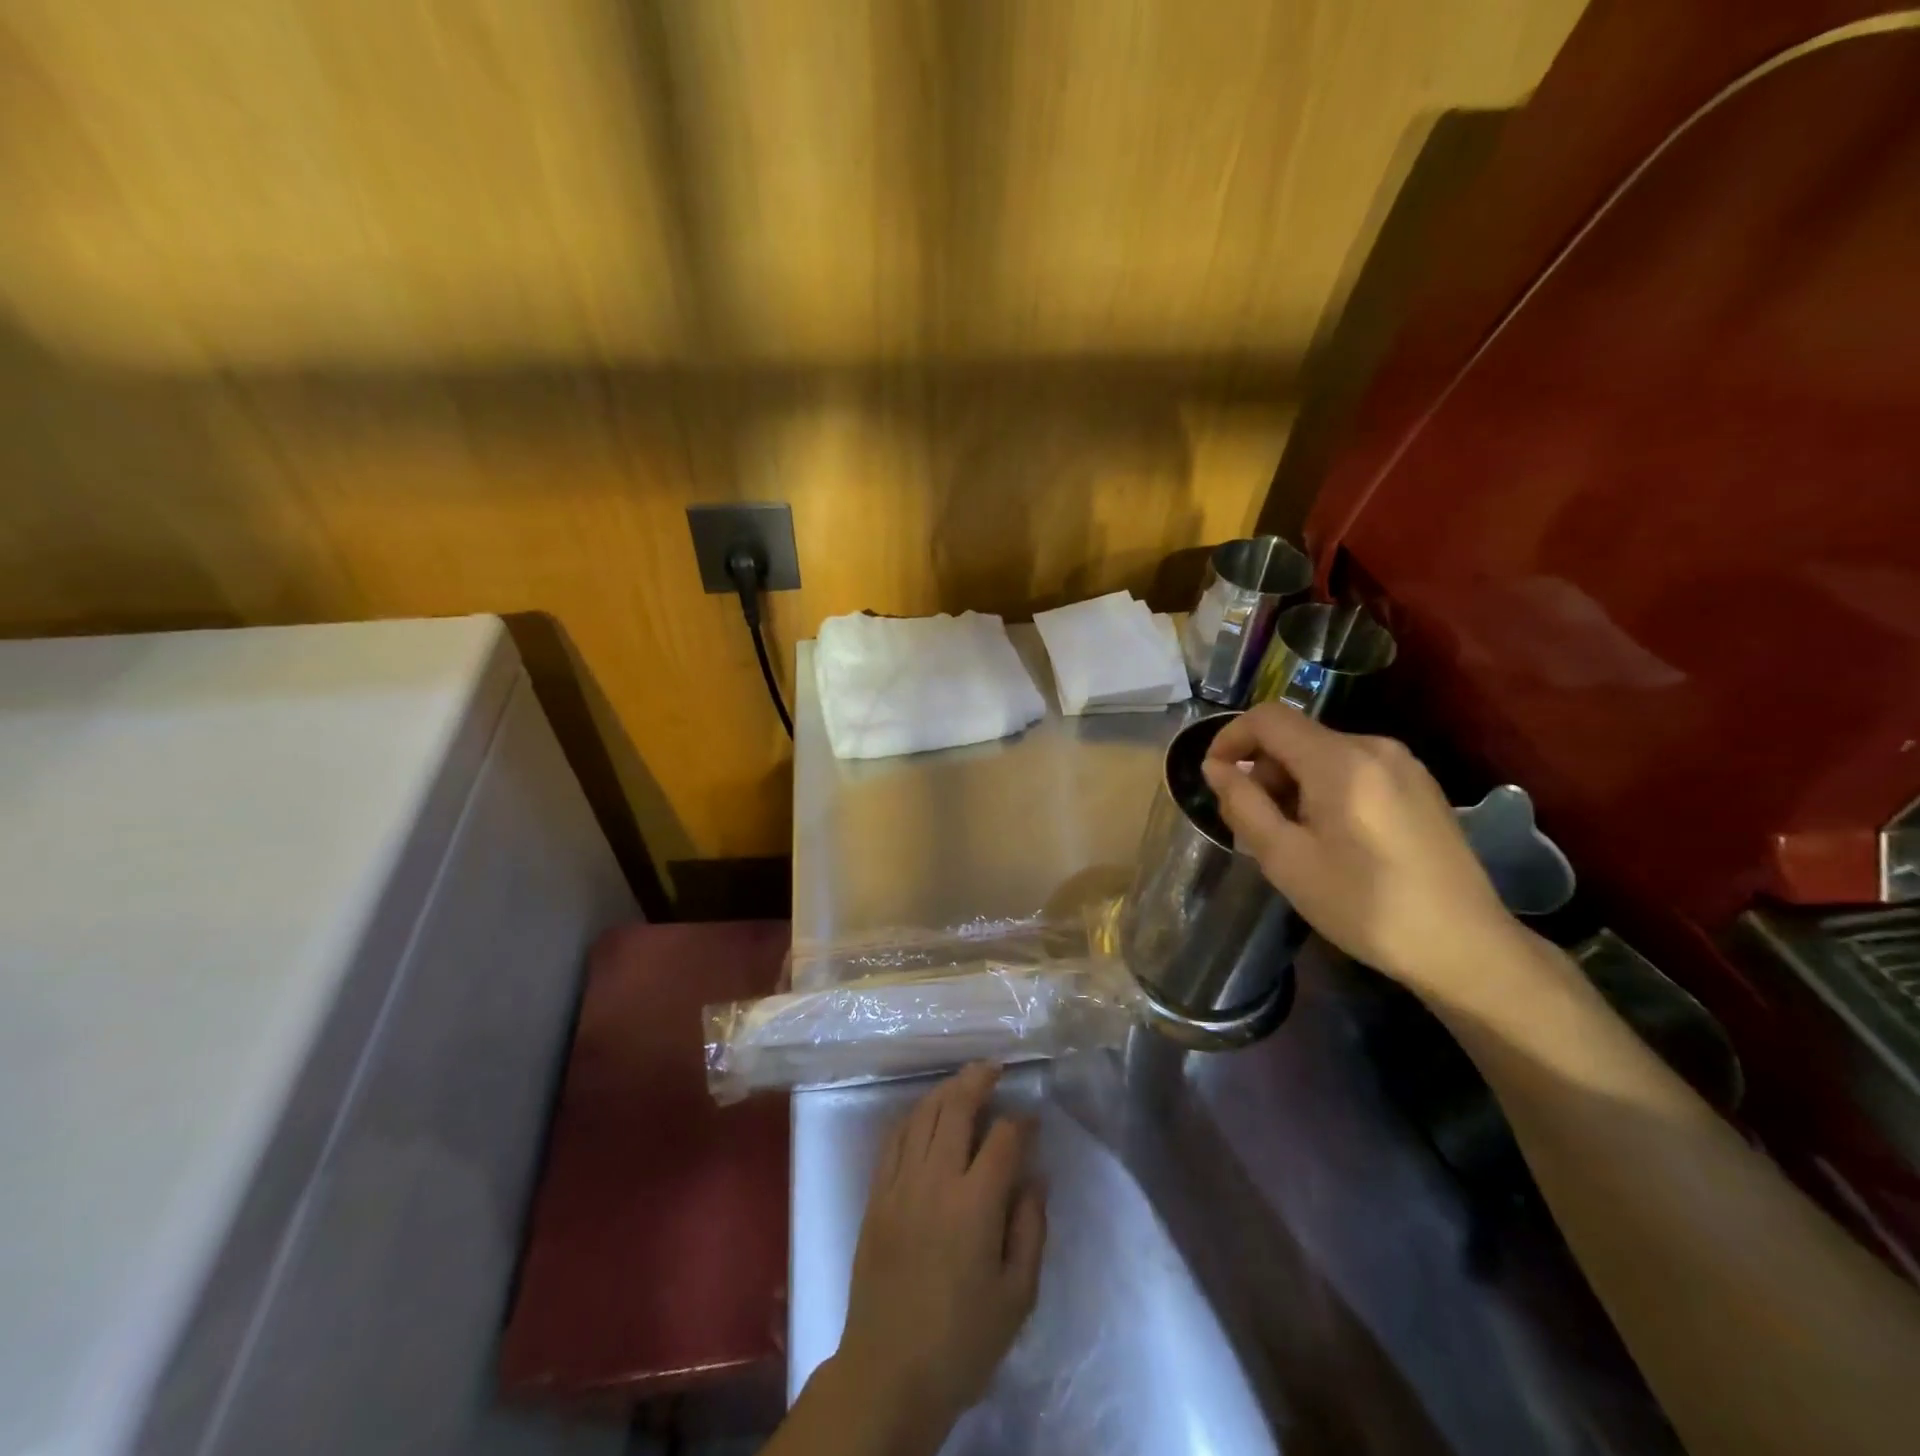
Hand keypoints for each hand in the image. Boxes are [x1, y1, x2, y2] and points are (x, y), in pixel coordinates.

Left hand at [833, 1063, 1045, 1450]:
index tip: (1032, 1119)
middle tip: (995, 1069)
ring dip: (945, 1090)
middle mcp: (935, 1181)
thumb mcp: (1017, 1297)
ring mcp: (900, 1184)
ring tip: (965, 1080)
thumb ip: (1030, 1229)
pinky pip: (895, 1138)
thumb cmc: (962, 1341)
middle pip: (956, 1108)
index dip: (1022, 1122)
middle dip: (978, 1080)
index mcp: (974, 1206)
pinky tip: (926, 1111)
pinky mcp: (876, 1195)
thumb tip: (1036, 1177)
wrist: (889, 1373)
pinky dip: (914, 1115)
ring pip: (922, 1115)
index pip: (1002, 1139)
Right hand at [1200, 704, 1518, 996]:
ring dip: (1292, 784)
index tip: (1214, 779)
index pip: (1267, 718)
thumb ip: (1244, 804)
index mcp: (1340, 760)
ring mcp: (1403, 765)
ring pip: (1323, 754)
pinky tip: (1331, 837)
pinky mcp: (1420, 786)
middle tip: (1253, 825)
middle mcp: (1374, 747)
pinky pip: (1354, 770)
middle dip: (1262, 772)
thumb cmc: (1364, 905)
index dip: (1230, 739)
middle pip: (1296, 737)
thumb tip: (1216, 768)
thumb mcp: (1286, 859)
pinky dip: (1324, 789)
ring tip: (1291, 838)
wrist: (1465, 946)